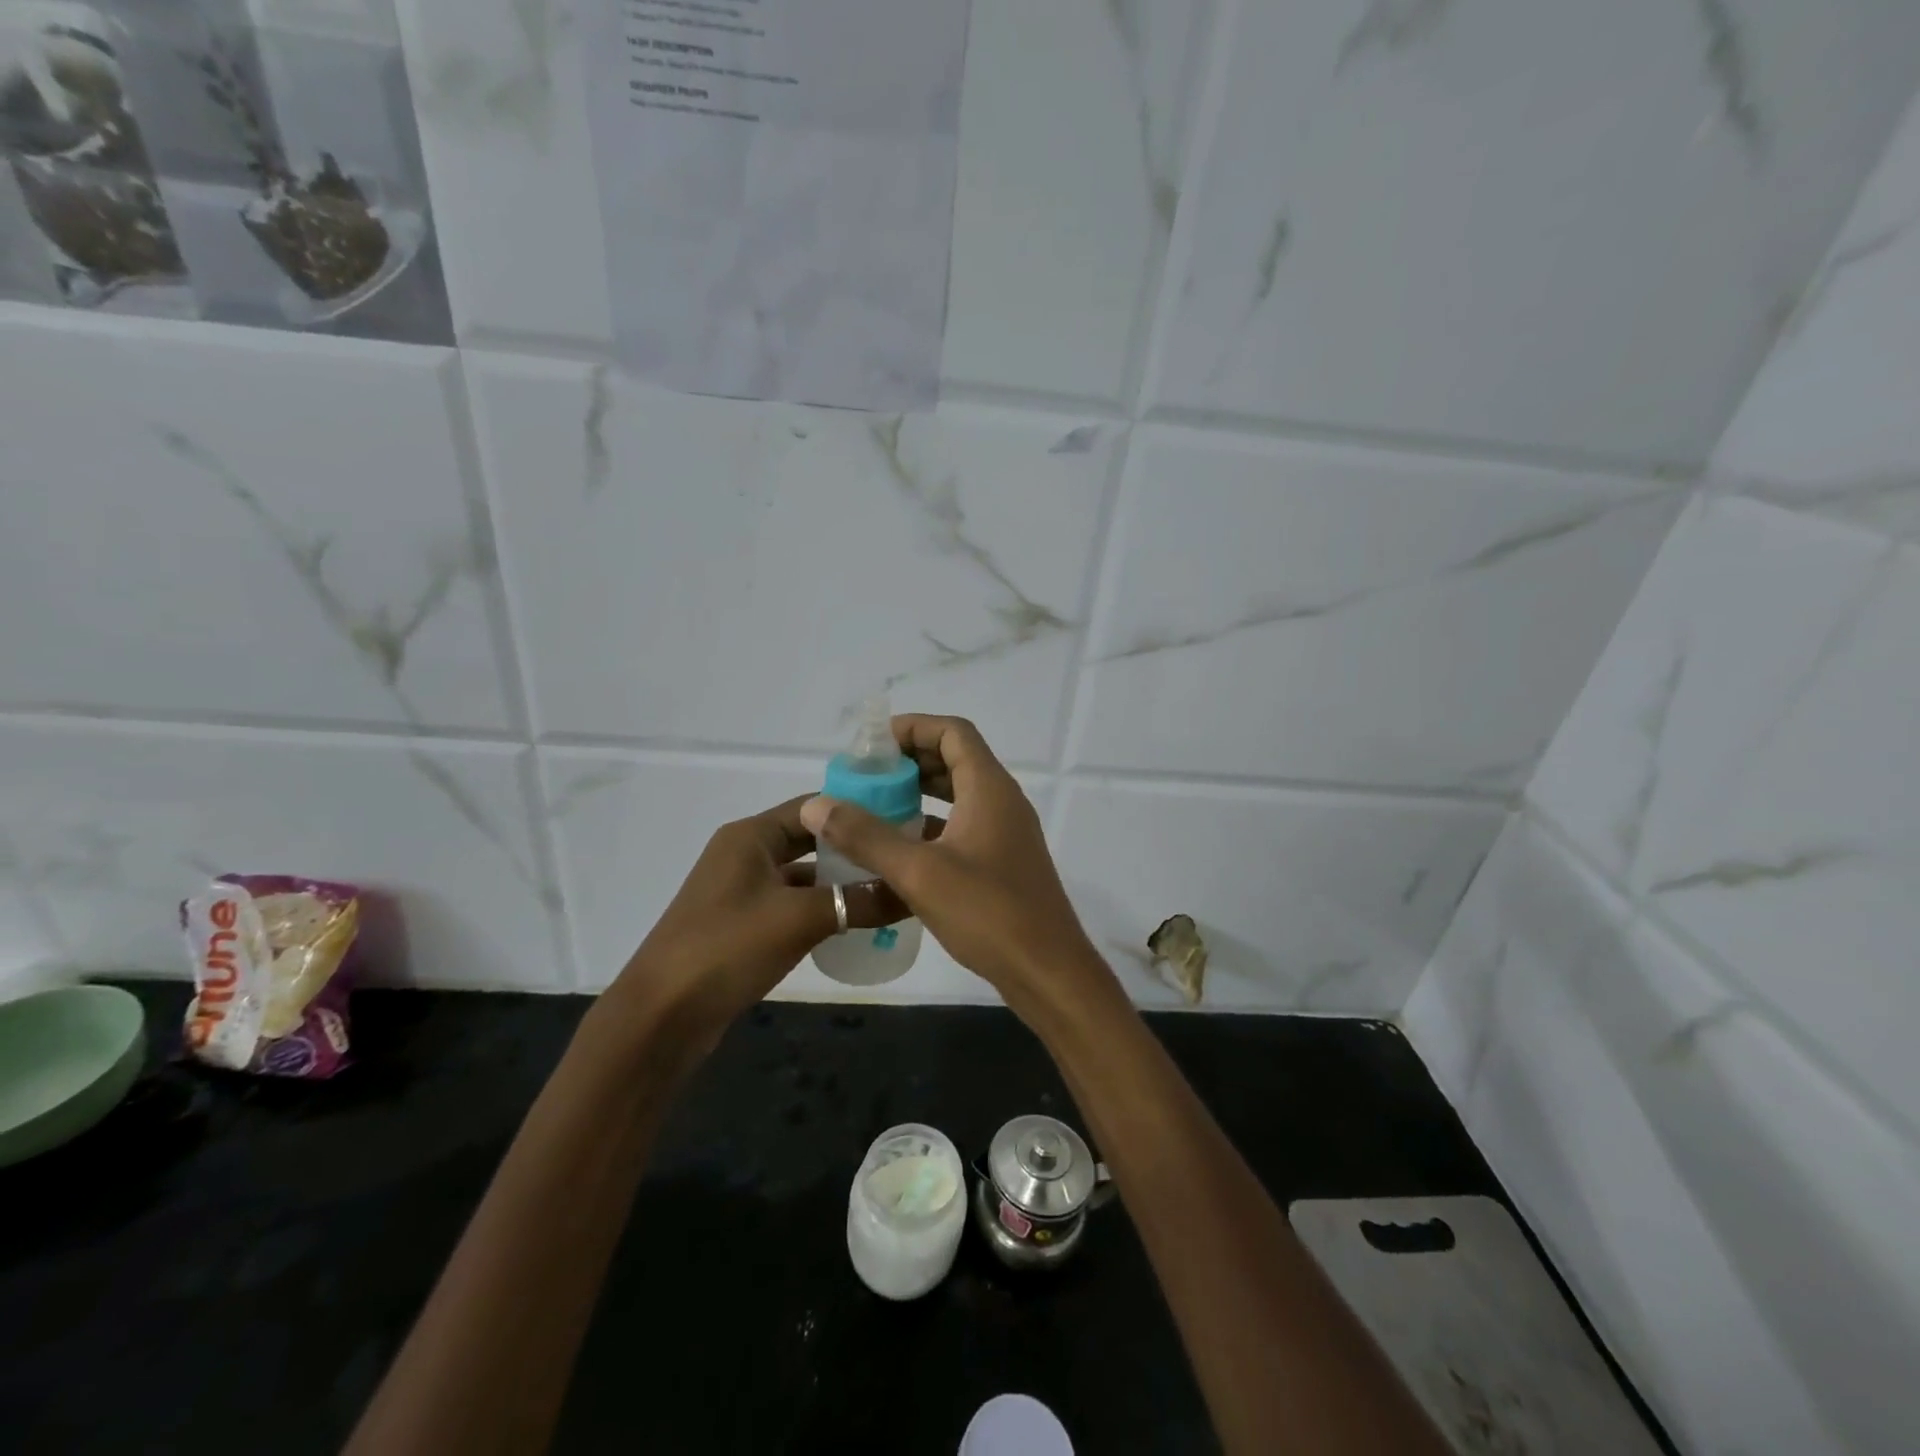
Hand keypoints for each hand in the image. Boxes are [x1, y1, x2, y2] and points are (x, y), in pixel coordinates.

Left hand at [607, 796, 905, 1045]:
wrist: (661, 1017)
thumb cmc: (727, 948)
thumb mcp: (800, 919)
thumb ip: (859, 901)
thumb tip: (914, 892)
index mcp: (752, 835)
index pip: (815, 805)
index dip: (858, 810)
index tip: (905, 820)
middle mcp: (745, 853)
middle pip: (811, 839)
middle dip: (854, 848)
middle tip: (903, 856)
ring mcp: (742, 890)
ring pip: (804, 875)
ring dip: (841, 882)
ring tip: (890, 889)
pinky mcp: (743, 925)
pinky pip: (792, 905)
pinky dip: (822, 909)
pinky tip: (855, 923)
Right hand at [800, 715, 1111, 1015]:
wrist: (1048, 971)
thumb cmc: (988, 913)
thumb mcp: (919, 873)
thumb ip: (866, 837)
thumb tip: (817, 805)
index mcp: (989, 788)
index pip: (953, 732)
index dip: (914, 727)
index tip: (873, 744)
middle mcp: (1002, 801)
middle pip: (956, 759)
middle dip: (911, 760)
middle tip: (867, 776)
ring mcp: (1007, 833)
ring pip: (960, 795)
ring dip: (921, 793)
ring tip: (876, 805)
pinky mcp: (1004, 862)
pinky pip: (964, 826)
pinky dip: (933, 825)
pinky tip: (901, 849)